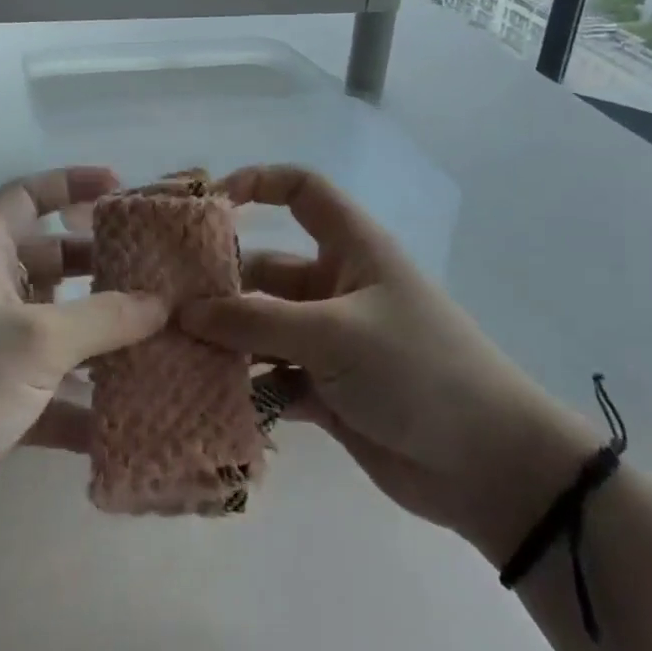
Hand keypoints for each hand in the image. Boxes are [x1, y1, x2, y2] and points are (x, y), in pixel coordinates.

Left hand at [0, 166, 165, 569]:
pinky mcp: (5, 406)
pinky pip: (59, 389)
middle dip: (100, 262)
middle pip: (51, 260)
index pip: (23, 197)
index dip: (68, 183)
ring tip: (162, 333)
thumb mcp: (33, 341)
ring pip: (60, 327)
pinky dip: (91, 397)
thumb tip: (161, 302)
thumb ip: (103, 318)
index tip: (119, 187)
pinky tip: (138, 409)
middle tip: (155, 269)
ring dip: (104, 332)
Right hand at [180, 165, 594, 559]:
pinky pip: (272, 378)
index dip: (257, 183)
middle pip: (266, 269)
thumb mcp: (334, 334)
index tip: (206, 204)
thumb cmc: (416, 370)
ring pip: (262, 329)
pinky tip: (204, 400)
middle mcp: (336, 286)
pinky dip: (245, 388)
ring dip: (225, 342)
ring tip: (171, 356)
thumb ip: (256, 321)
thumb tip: (185, 311)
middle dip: (220, 285)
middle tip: (163, 306)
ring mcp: (330, 341)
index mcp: (351, 248)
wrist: (488, 466)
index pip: (302, 191)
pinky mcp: (326, 391)